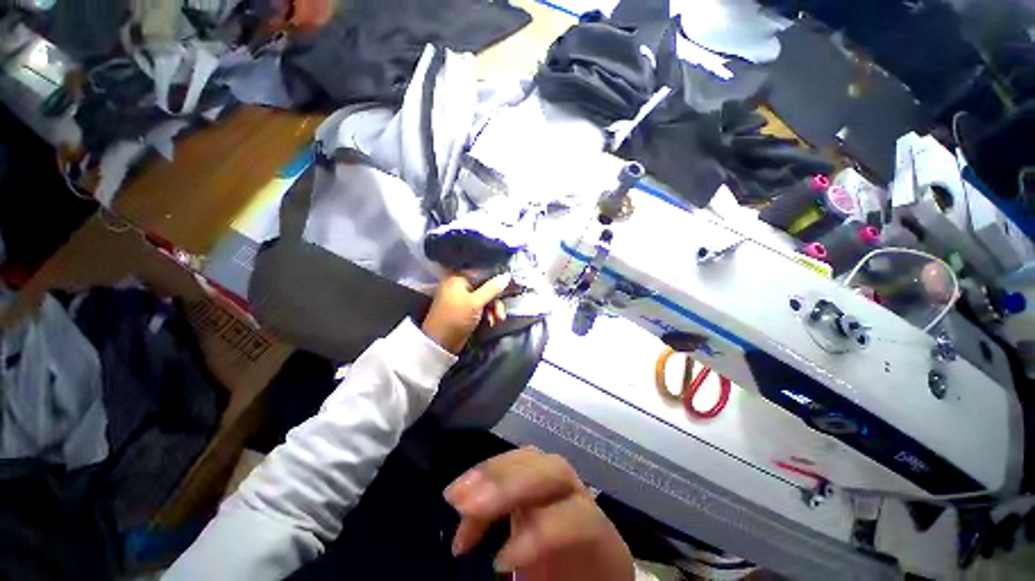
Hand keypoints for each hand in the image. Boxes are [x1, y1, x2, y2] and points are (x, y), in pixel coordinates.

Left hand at [422, 272, 511, 353]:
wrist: (441, 343)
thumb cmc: (456, 317)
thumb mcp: (475, 302)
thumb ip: (492, 289)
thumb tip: (507, 276)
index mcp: (458, 277)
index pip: (481, 271)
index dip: (496, 278)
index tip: (509, 284)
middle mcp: (460, 285)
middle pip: (485, 285)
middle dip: (496, 299)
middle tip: (501, 311)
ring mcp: (463, 298)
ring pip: (485, 297)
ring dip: (494, 308)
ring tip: (498, 319)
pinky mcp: (466, 309)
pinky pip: (481, 306)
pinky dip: (488, 313)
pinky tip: (491, 321)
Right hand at [444, 448, 633, 580]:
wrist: (588, 575)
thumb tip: (497, 569)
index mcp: (601, 540)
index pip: (578, 517)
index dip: (539, 532)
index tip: (499, 562)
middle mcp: (581, 500)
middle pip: (554, 471)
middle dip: (509, 485)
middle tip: (466, 504)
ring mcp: (557, 485)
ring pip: (532, 460)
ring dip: (491, 473)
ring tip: (456, 496)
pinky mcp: (535, 482)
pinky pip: (514, 465)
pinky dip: (487, 475)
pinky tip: (464, 493)